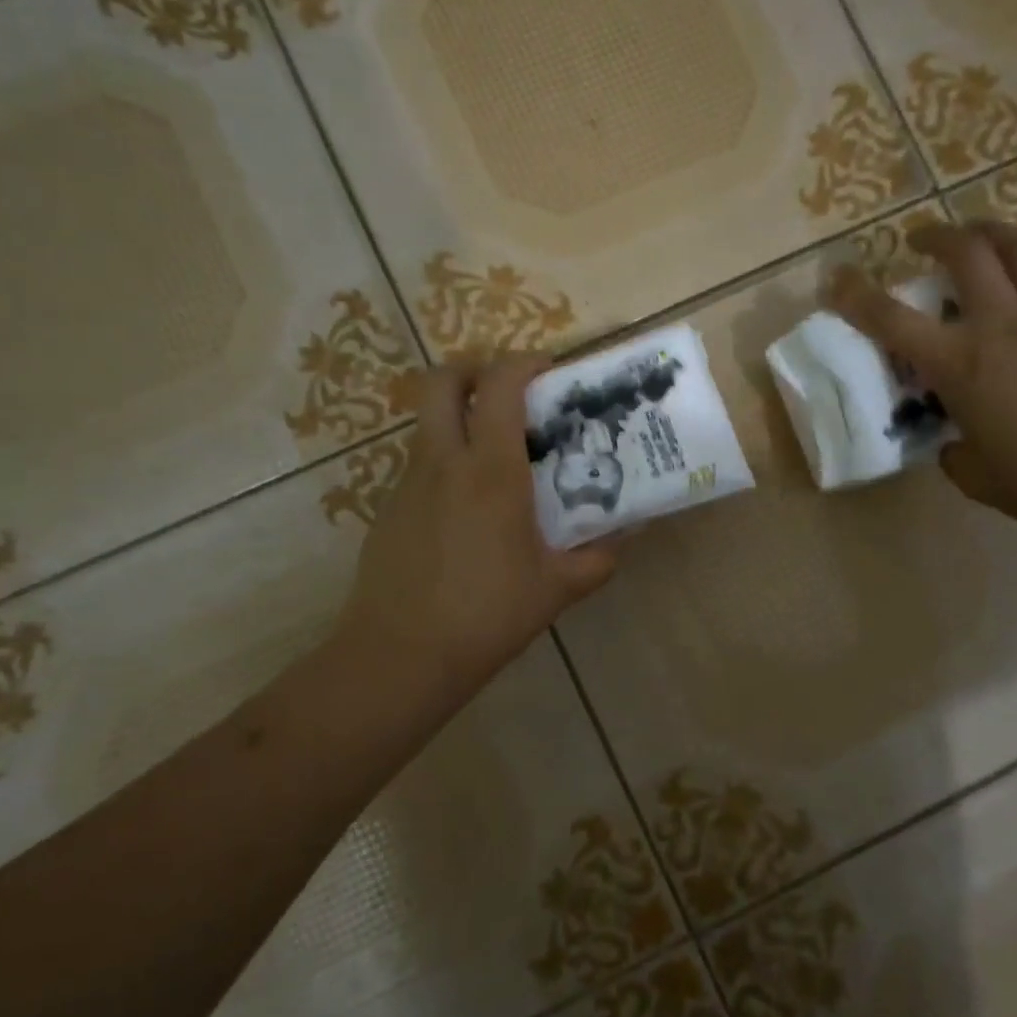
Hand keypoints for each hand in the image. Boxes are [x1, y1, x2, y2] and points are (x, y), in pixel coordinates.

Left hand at [337, 355, 617, 707]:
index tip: (547, 371)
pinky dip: (444, 466)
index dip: (523, 362)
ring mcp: (407, 483)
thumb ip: (599, 558)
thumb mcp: (555, 588)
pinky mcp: (387, 510)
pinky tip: (465, 514)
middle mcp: (443, 462)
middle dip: (471, 369)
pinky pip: (418, 467)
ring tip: (493, 460)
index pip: (500, 385)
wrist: (401, 655)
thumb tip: (630, 535)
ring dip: (458, 420)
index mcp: (491, 471)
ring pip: (428, 424)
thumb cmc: (487, 615)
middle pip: (441, 381)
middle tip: (504, 392)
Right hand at [828, 220, 1016, 532]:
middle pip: (967, 255)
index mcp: (960, 364)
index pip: (893, 322)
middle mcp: (1001, 325)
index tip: (837, 278)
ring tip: (982, 231)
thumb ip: (955, 454)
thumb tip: (958, 442)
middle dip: (937, 236)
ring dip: (997, 230)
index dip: (857, 297)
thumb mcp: (977, 477)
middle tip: (921, 239)